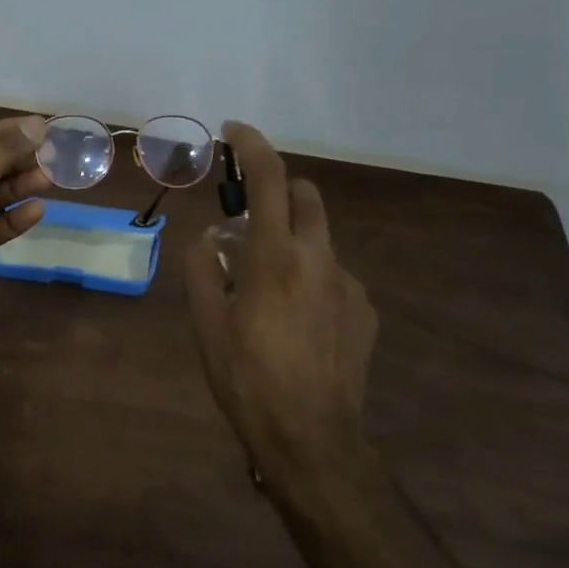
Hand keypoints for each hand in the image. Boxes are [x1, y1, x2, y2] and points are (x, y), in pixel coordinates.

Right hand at [184, 122, 379, 486]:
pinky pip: (334, 275)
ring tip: (267, 287)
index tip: (235, 128)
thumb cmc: (247, 379)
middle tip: (247, 217)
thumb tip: (209, 238)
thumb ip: (204, 270)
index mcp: (274, 257)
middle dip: (277, 189)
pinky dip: (311, 276)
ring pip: (320, 238)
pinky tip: (296, 319)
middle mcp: (318, 259)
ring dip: (292, 239)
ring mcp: (348, 285)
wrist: (312, 439)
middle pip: (306, 195)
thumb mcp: (207, 325)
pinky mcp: (365, 311)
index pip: (268, 180)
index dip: (253, 145)